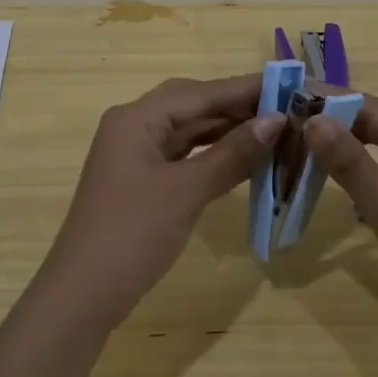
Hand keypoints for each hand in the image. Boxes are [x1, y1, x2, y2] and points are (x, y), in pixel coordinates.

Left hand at [39, 75, 283, 324]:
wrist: (84, 292)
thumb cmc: (133, 234)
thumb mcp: (186, 191)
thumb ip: (232, 153)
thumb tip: (276, 121)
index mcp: (137, 118)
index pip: (201, 92)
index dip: (247, 89)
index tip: (293, 84)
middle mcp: (134, 126)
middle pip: (193, 105)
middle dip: (239, 107)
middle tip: (288, 110)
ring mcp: (135, 155)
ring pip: (189, 131)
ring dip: (228, 131)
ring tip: (275, 132)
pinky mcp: (141, 180)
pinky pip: (183, 156)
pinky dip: (213, 155)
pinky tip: (243, 158)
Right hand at [304, 98, 377, 370]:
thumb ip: (354, 167)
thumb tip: (314, 120)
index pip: (377, 110)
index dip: (333, 99)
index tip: (287, 95)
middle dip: (335, 123)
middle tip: (284, 123)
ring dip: (345, 151)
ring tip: (300, 148)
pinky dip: (360, 181)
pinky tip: (335, 186)